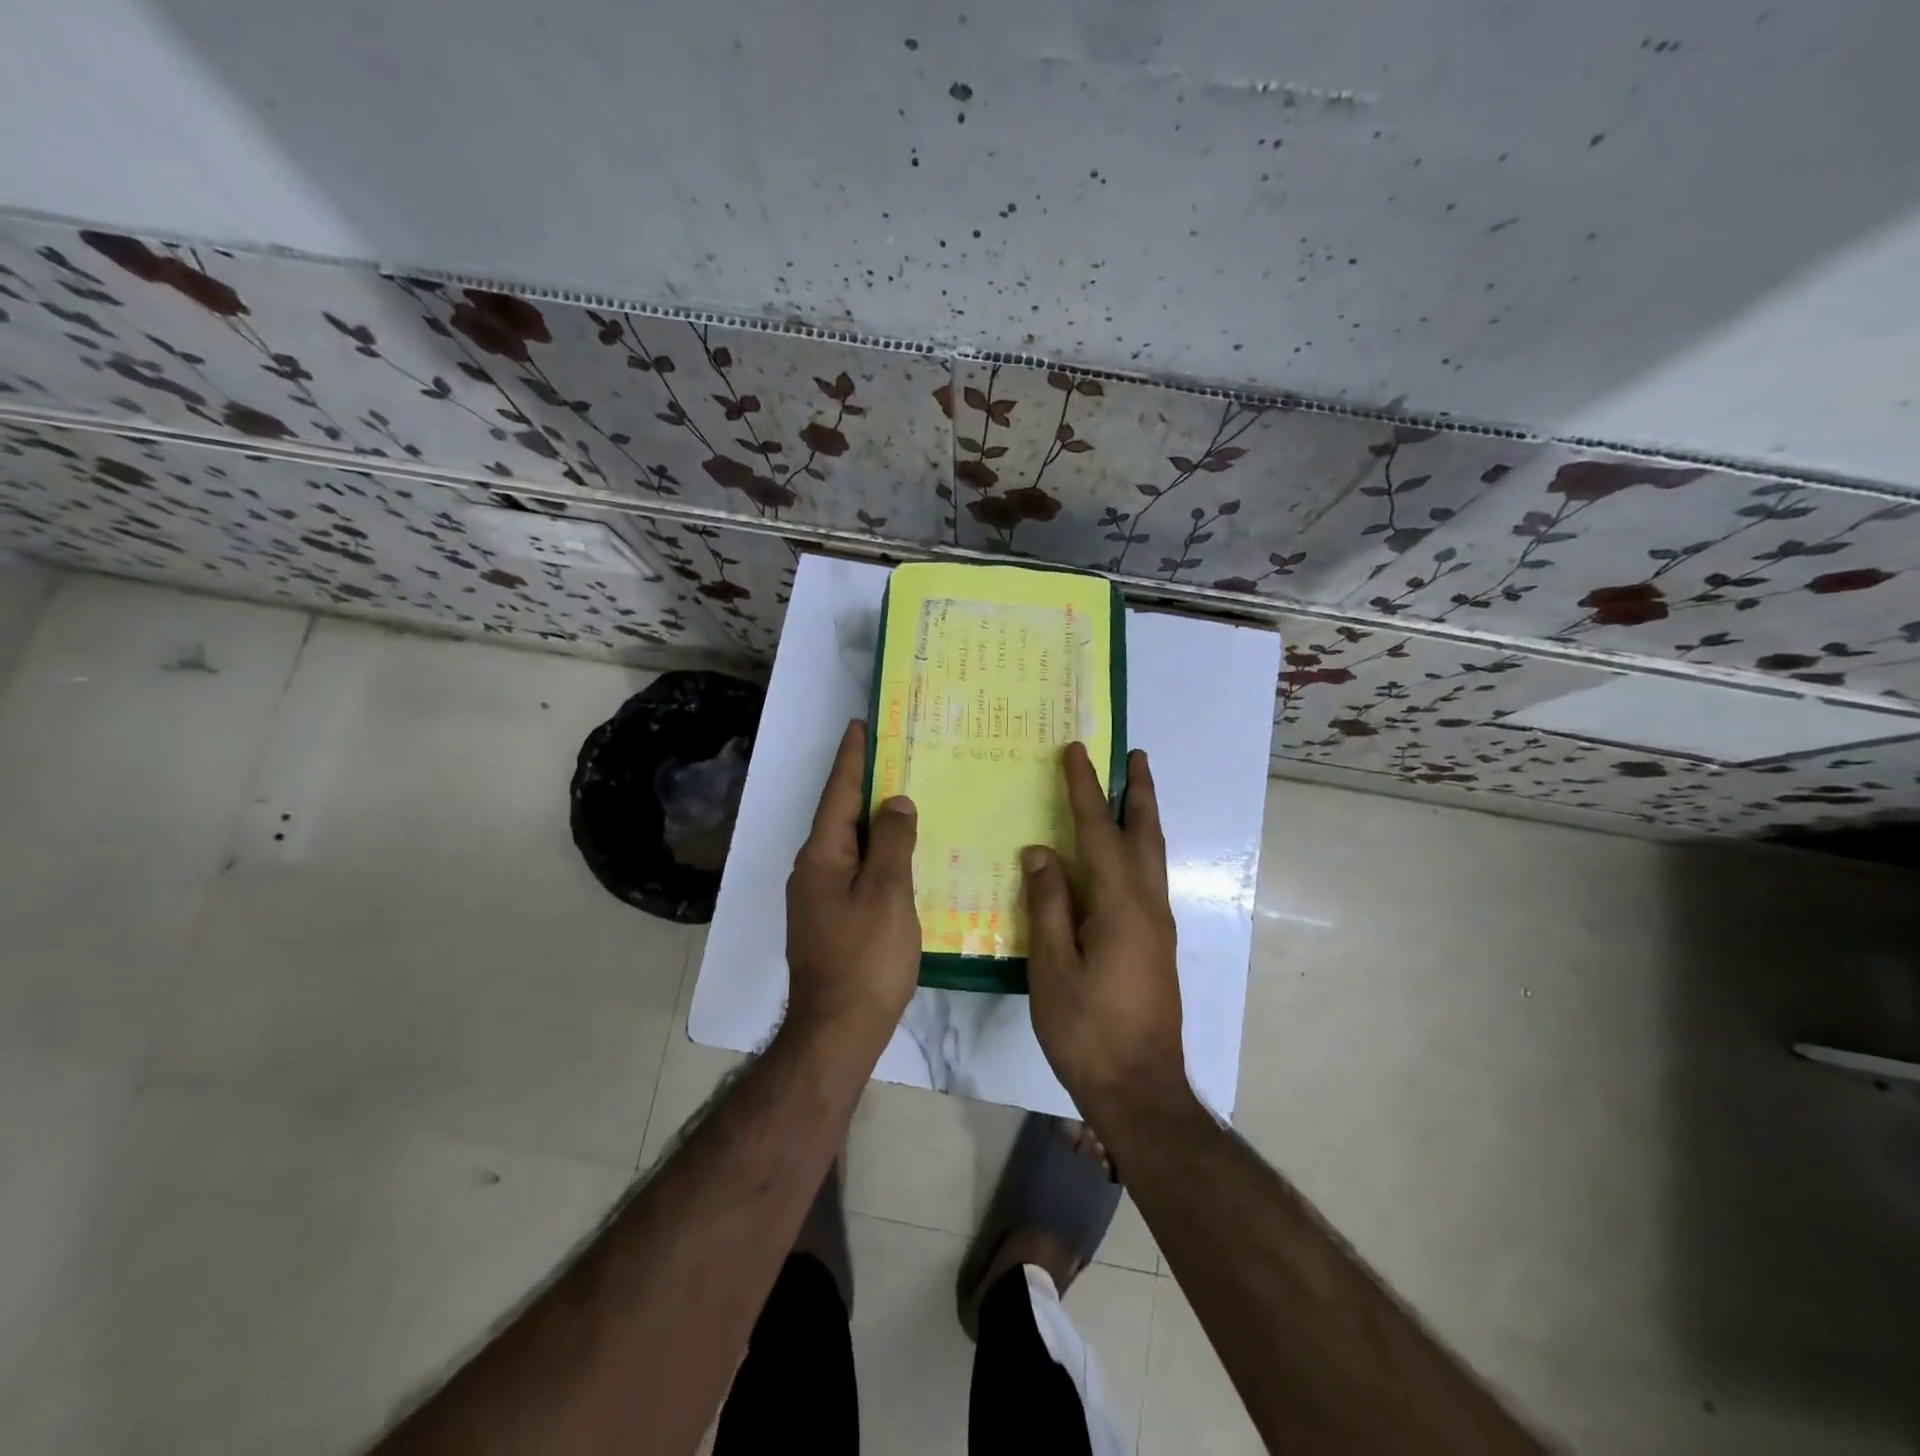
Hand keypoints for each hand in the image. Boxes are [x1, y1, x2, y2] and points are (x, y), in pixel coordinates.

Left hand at [784, 719, 921, 1050]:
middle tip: (894, 756)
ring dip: (871, 820)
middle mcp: (812, 869)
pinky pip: (853, 870)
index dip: (853, 758)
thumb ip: (893, 843)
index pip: (839, 793)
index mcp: (822, 856)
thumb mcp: (888, 894)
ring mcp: (817, 897)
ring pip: (848, 844)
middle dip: (864, 784)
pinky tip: (899, 856)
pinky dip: (875, 852)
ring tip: (902, 799)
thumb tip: (896, 803)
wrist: (836, 1030)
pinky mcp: (828, 919)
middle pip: (840, 815)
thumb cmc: (866, 958)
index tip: (862, 725)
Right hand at [1022, 744, 1186, 1116]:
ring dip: (1143, 817)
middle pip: (1145, 835)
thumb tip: (1041, 852)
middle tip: (1136, 754)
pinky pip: (1148, 879)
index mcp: (1122, 906)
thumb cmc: (1088, 1030)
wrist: (1140, 1090)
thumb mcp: (1053, 969)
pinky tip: (1122, 857)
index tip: (1076, 752)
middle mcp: (1149, 906)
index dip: (1085, 790)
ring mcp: (1158, 926)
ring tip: (1132, 790)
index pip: (1100, 832)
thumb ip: (1048, 905)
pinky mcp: (1157, 945)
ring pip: (1153, 856)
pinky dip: (1138, 849)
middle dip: (1139, 792)